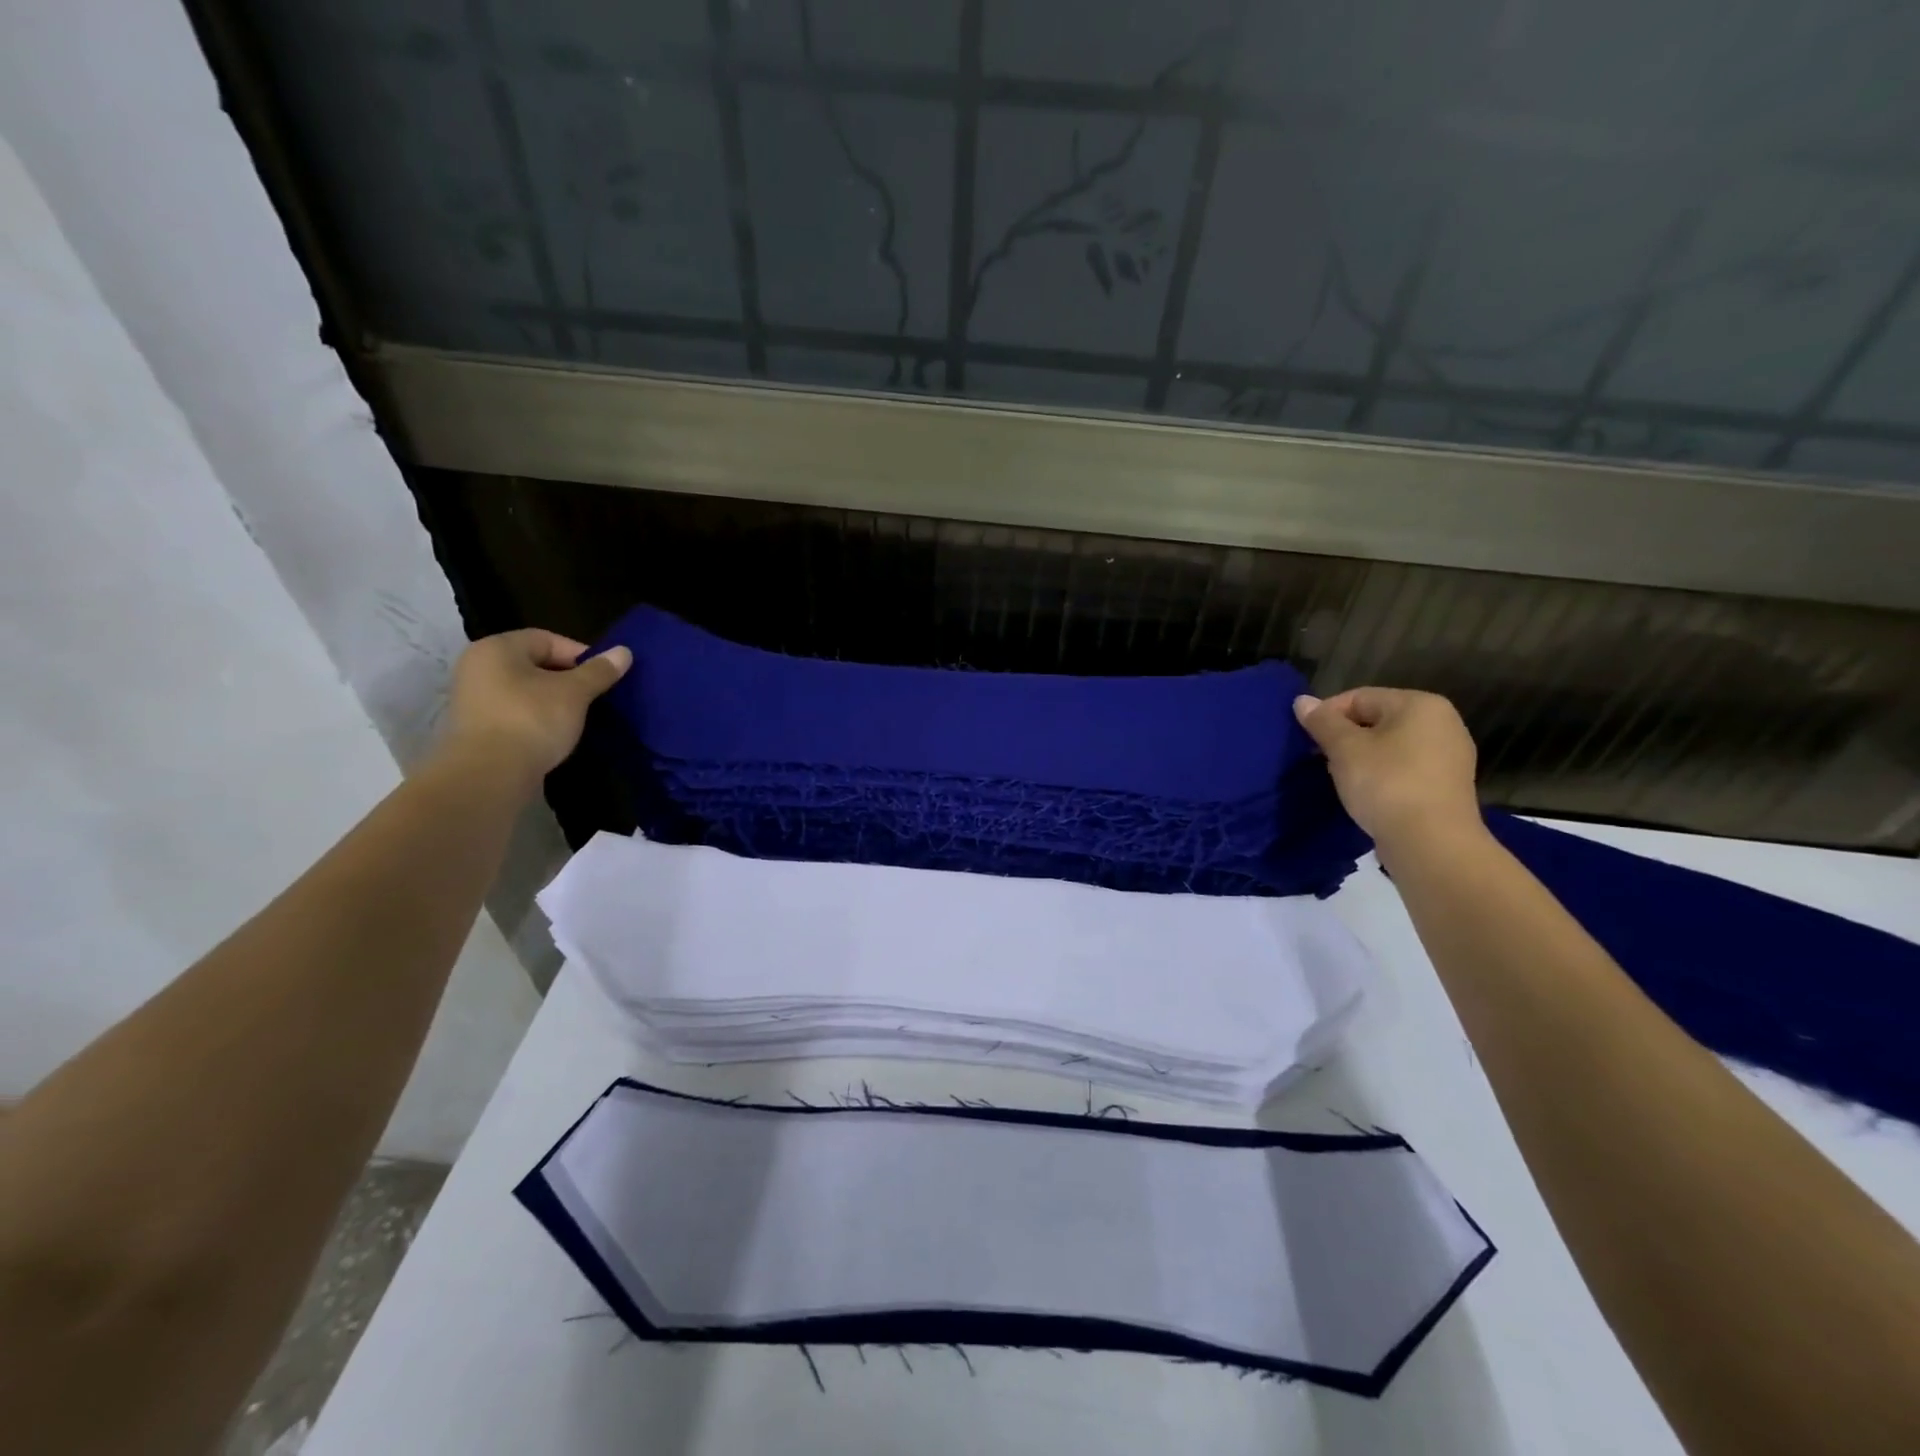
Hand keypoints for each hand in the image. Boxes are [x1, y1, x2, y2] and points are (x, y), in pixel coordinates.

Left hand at [436, 630, 630, 788]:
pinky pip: (514, 711)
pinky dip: (536, 717)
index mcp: (497, 648)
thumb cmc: (532, 720)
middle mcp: (477, 666)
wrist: (489, 774)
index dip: (581, 655)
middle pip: (534, 664)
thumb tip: (624, 652)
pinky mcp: (476, 727)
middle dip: (568, 678)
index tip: (604, 676)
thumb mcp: (575, 693)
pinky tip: (555, 732)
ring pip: (525, 689)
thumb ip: (599, 671)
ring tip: (579, 716)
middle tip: (595, 696)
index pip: (547, 640)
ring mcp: (473, 698)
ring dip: (553, 699)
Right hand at [1294, 688, 1483, 859]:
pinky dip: (1382, 775)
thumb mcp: (1345, 749)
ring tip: (1341, 779)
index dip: (1326, 715)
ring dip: (1361, 758)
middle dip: (1345, 737)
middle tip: (1321, 760)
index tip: (1307, 741)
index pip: (1359, 697)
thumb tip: (1302, 701)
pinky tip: (1367, 794)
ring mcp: (1450, 755)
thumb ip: (1323, 722)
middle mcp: (1443, 722)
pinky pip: (1405, 768)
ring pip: (1391, 746)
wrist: (1431, 843)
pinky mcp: (1448, 785)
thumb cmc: (1386, 784)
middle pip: (1377, 720)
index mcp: (1420, 704)